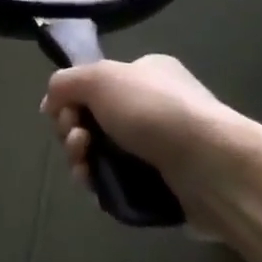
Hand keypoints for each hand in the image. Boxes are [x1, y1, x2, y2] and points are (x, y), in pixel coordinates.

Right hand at [41, 54, 234, 191]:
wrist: (211, 167)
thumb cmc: (154, 110)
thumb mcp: (99, 77)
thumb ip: (66, 82)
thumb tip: (50, 102)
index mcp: (146, 73)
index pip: (98, 83)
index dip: (73, 98)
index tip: (62, 112)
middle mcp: (155, 107)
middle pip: (96, 120)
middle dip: (74, 130)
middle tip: (76, 140)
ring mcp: (162, 149)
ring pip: (105, 154)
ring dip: (83, 159)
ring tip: (84, 166)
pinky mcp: (167, 188)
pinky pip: (122, 184)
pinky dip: (102, 185)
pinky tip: (96, 186)